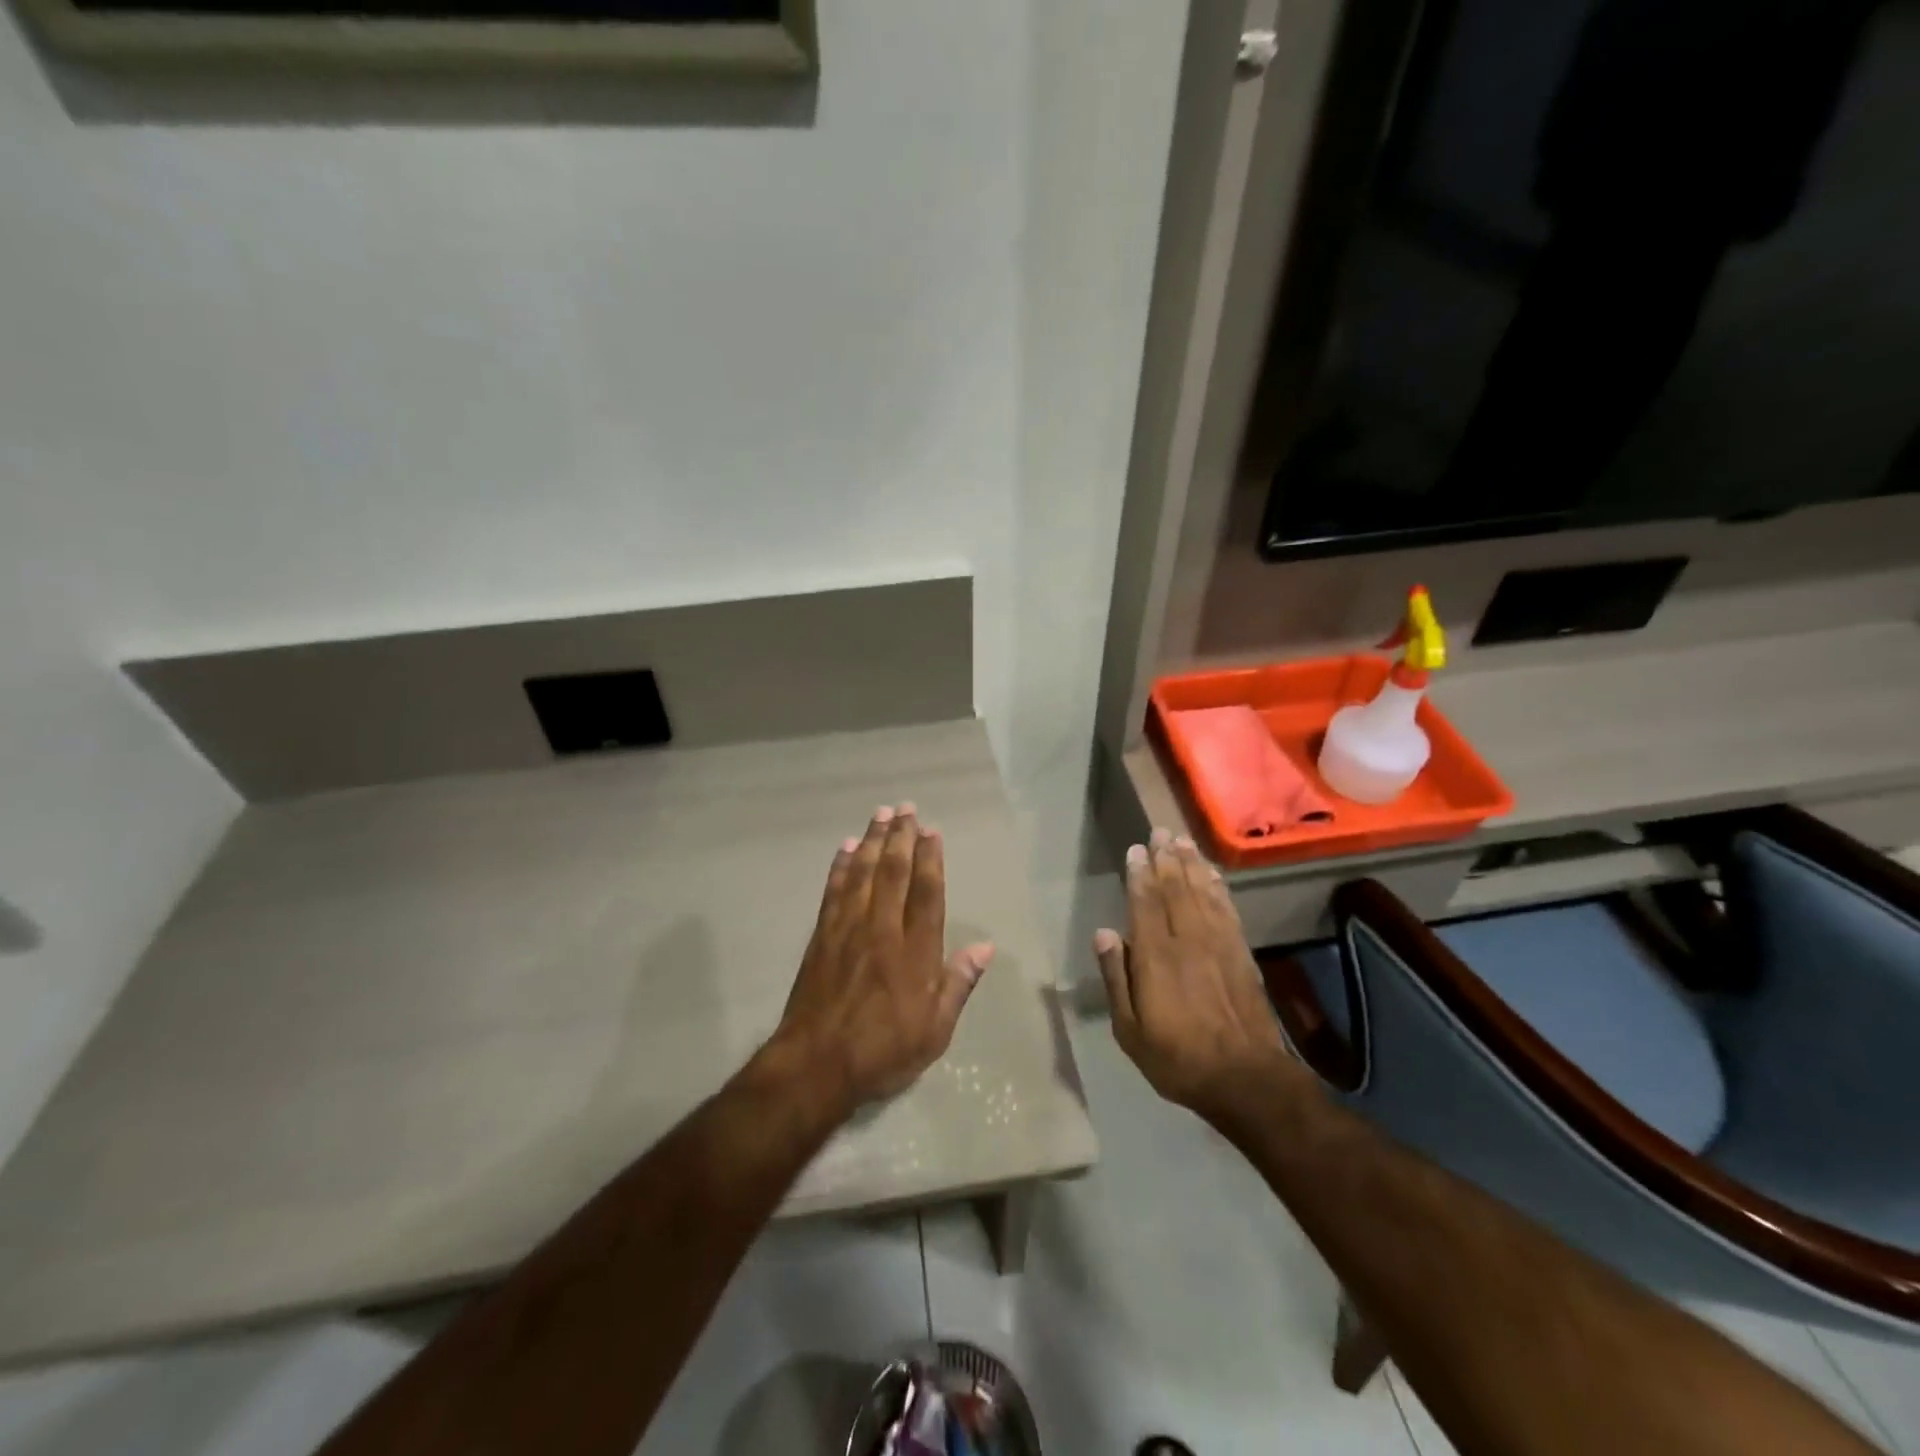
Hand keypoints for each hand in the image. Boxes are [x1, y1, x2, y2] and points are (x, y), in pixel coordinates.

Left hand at [768, 805, 993, 1113]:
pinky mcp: (822, 936)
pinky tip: (845, 848)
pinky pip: (833, 891)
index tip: (931, 831)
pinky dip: (840, 866)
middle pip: (893, 872)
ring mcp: (848, 930)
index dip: (930, 859)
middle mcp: (883, 930)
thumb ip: (958, 984)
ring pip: (862, 874)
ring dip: (871, 841)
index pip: (927, 893)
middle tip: (905, 808)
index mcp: (915, 952)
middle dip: (900, 837)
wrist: (816, 1065)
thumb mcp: (935, 1031)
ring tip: (880, 814)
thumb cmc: (883, 1052)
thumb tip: (986, 947)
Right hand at [1095, 829, 1297, 1120]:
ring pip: (1202, 893)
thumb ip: (1117, 977)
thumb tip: (1104, 932)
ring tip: (1183, 841)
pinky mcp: (1241, 953)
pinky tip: (1213, 875)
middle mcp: (1187, 939)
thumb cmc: (1177, 1058)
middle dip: (1166, 858)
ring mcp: (1218, 943)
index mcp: (1156, 956)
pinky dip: (1218, 888)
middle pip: (1175, 889)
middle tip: (1160, 831)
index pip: (1145, 903)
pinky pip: (1227, 909)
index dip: (1140, 873)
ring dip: (1192, 864)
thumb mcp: (1130, 1029)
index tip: (1136, 849)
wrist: (1245, 1078)